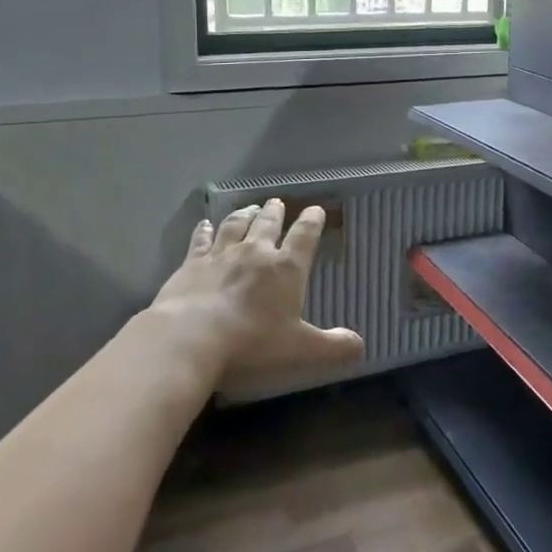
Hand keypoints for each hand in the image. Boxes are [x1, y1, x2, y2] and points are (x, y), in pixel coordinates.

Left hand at [148, 199, 363, 387]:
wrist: (192, 336)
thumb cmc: (253, 341)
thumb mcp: (300, 348)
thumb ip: (332, 346)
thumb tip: (359, 345)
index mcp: (286, 268)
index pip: (305, 236)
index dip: (312, 221)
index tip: (316, 210)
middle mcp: (256, 252)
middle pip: (268, 224)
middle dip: (275, 212)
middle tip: (277, 202)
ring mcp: (221, 255)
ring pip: (236, 225)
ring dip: (245, 214)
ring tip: (250, 207)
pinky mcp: (192, 263)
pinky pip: (201, 240)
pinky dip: (204, 230)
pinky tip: (204, 223)